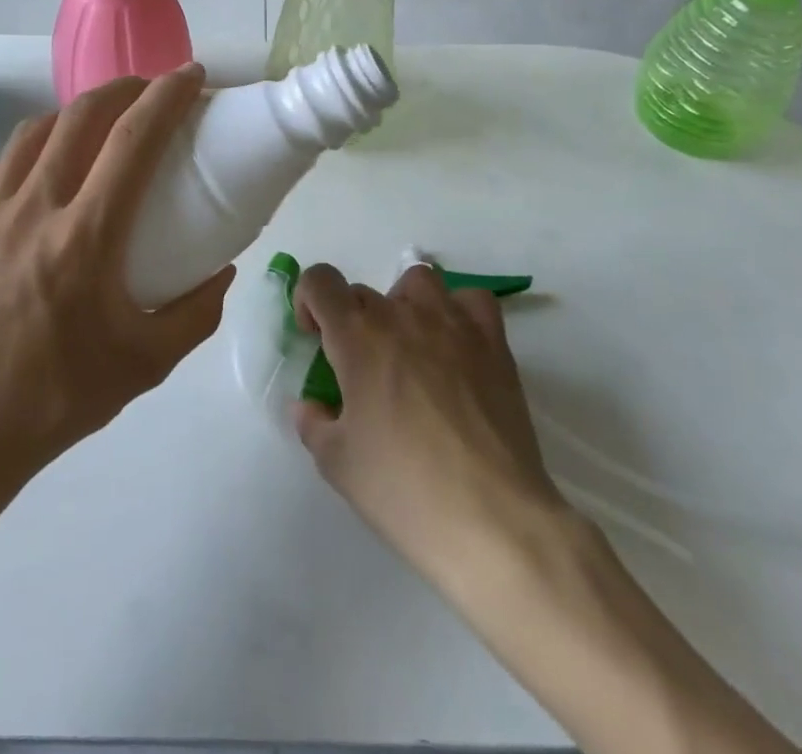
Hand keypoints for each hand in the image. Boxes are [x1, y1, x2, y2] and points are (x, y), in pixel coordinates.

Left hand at [0, 65, 234, 498]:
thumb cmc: (56, 398)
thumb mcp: (146, 364)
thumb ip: (197, 312)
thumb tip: (222, 269)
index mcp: (84, 237)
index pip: (133, 140)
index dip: (167, 96)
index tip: (192, 76)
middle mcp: (33, 207)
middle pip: (82, 115)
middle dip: (125, 87)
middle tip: (153, 91)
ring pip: (37, 130)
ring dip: (79, 111)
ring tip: (104, 122)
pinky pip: (4, 162)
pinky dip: (37, 144)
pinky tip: (50, 166)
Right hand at [292, 262, 577, 584]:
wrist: (492, 520)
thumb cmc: (403, 490)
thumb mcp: (337, 463)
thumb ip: (314, 423)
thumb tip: (311, 405)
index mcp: (357, 336)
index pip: (320, 281)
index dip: (308, 300)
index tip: (315, 337)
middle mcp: (402, 315)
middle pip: (364, 291)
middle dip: (351, 320)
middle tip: (360, 370)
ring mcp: (452, 324)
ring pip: (418, 282)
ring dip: (403, 305)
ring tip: (408, 349)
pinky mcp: (493, 343)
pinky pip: (472, 302)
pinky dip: (458, 313)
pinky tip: (456, 347)